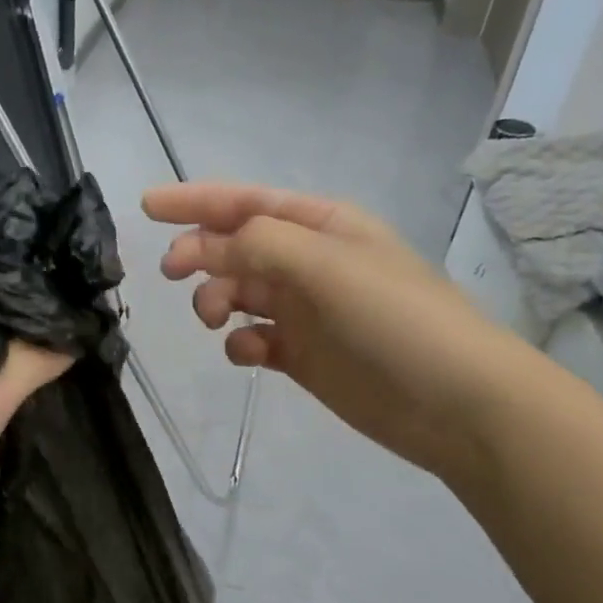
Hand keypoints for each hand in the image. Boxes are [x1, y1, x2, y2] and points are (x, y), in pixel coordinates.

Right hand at [145, 182, 556, 482]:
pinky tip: (249, 353)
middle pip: (236, 246)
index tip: (147, 207)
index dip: (196, 201)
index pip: (247, 202)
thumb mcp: (327, 265)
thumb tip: (209, 245)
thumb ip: (260, 245)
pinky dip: (240, 342)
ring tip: (213, 318)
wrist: (455, 402)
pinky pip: (254, 338)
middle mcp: (310, 262)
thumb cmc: (396, 319)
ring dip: (216, 299)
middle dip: (200, 253)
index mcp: (322, 226)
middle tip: (173, 272)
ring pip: (238, 292)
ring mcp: (306, 311)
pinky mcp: (303, 355)